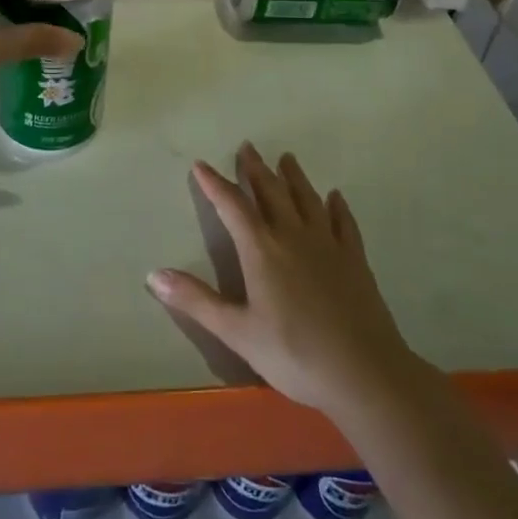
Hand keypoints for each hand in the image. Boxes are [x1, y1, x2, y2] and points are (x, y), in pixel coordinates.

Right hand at [148, 144, 418, 417]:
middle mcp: (293, 236)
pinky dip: (336, 207)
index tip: (202, 165)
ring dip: (294, 177)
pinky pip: (343, 223)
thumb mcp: (237, 332)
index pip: (233, 206)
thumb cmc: (294, 354)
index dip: (215, 184)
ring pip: (307, 199)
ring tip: (286, 158)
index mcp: (262, 251)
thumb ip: (196, 301)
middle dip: (256, 170)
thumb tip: (154, 274)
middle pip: (271, 193)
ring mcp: (327, 245)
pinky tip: (335, 197)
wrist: (363, 371)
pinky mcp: (354, 259)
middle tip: (248, 147)